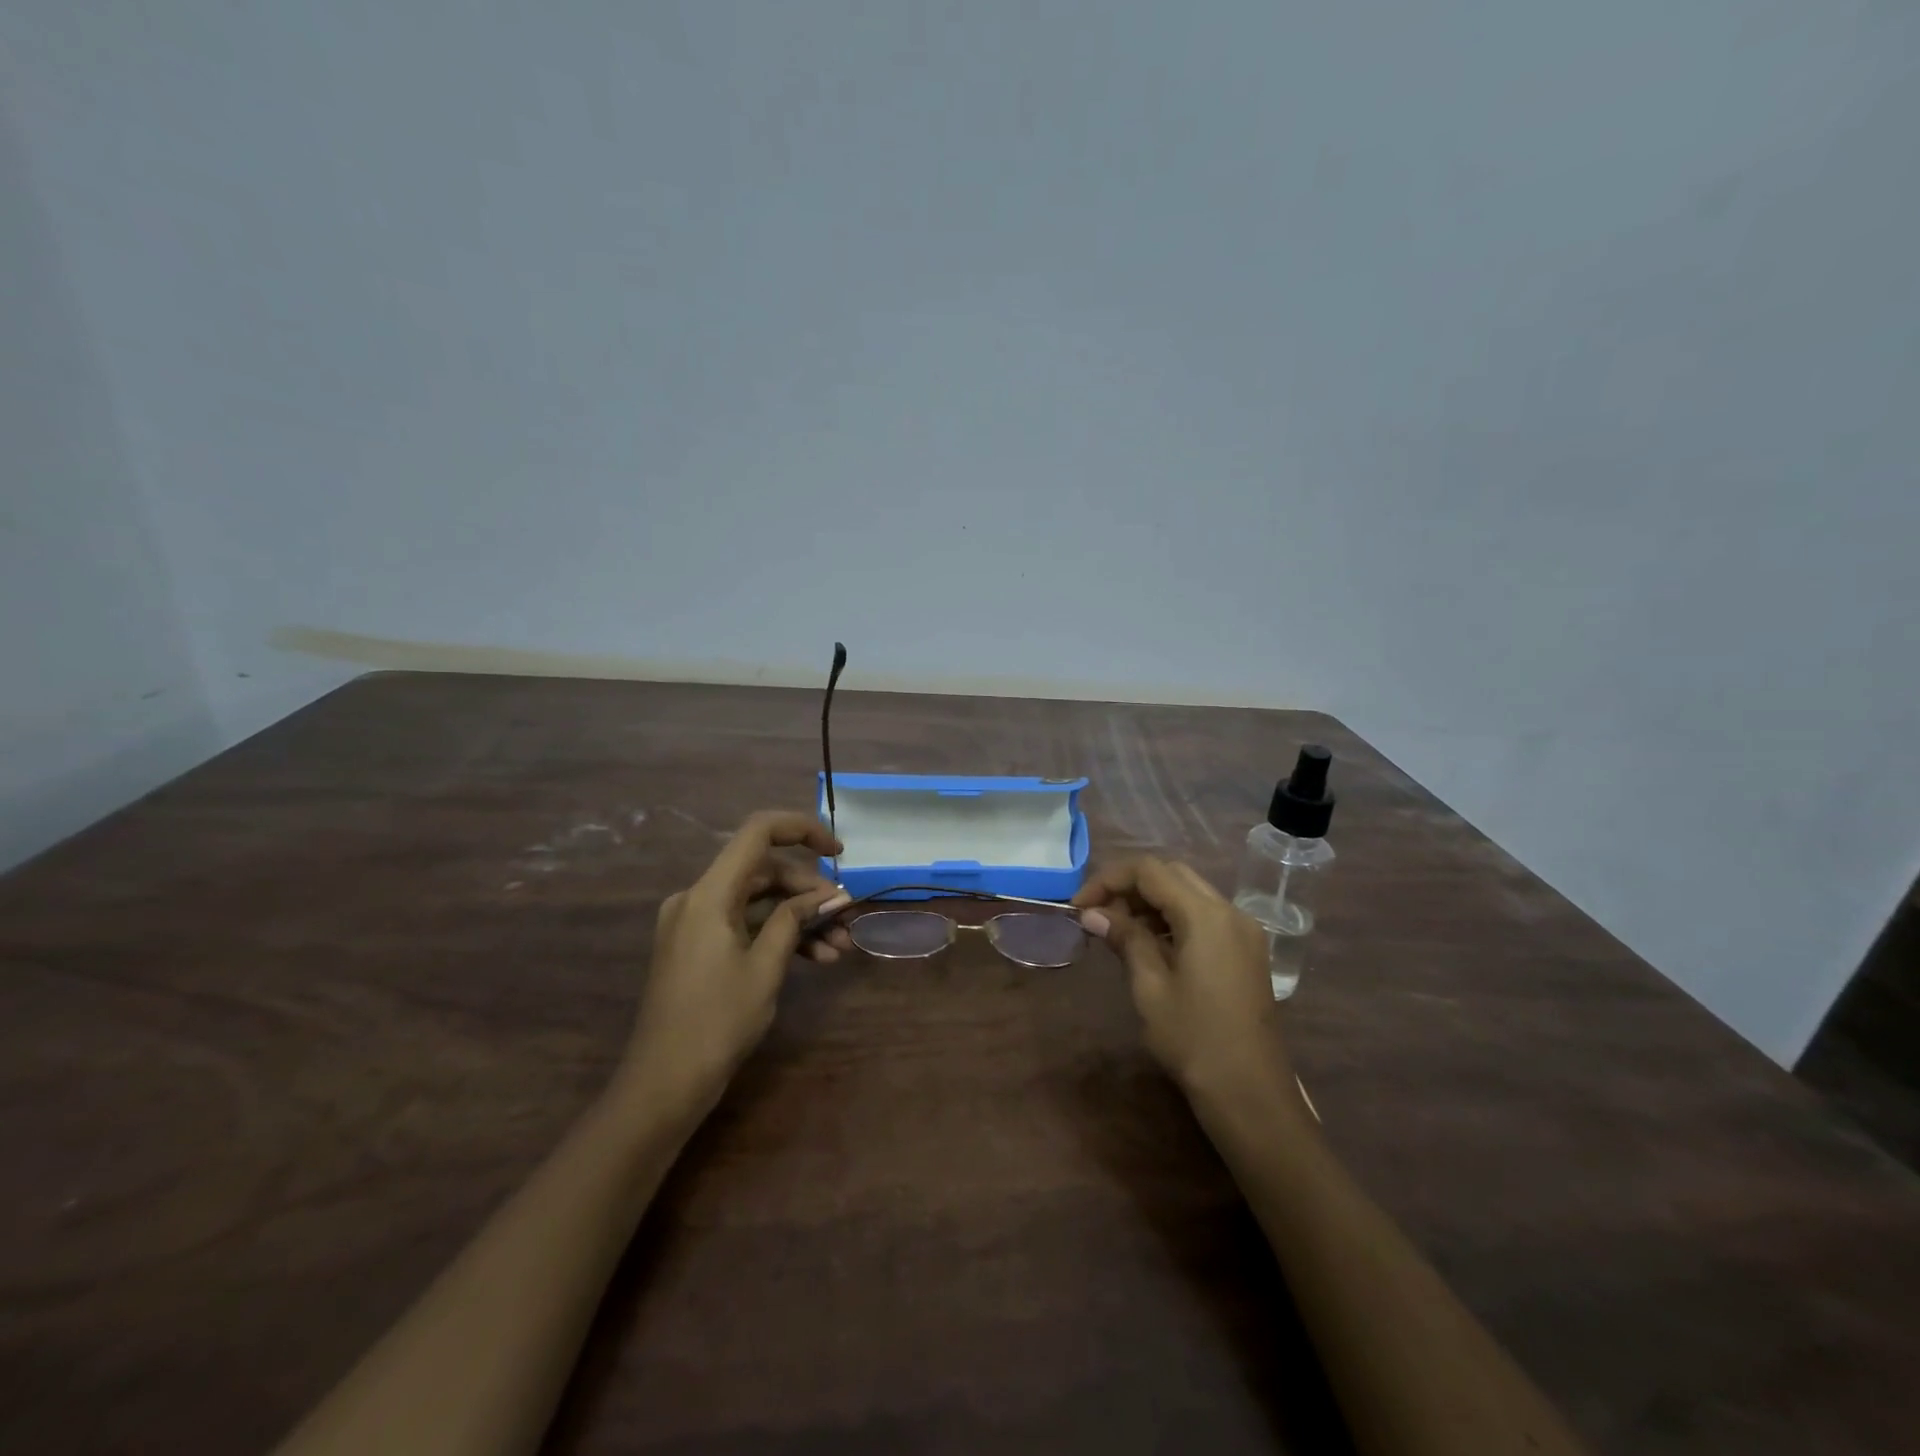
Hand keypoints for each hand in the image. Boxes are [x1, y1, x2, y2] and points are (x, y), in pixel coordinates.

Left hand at [618, 811, 851, 1116]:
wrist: (663, 1084)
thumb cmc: (717, 1022)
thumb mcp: (766, 967)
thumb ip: (796, 920)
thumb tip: (829, 896)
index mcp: (709, 893)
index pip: (758, 832)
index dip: (802, 830)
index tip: (838, 852)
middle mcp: (698, 897)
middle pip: (764, 871)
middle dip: (809, 891)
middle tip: (845, 917)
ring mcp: (695, 922)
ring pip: (759, 901)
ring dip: (800, 918)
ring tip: (839, 947)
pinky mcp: (698, 946)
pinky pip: (745, 924)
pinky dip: (778, 935)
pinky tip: (816, 960)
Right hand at [1074, 857, 1289, 1102]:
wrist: (1251, 1093)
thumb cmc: (1194, 1040)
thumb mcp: (1150, 987)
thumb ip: (1125, 939)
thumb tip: (1092, 913)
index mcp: (1206, 915)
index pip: (1150, 871)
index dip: (1109, 879)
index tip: (1079, 905)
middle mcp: (1230, 911)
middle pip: (1172, 875)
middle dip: (1130, 886)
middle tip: (1098, 915)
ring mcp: (1243, 931)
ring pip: (1189, 893)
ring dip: (1151, 901)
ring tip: (1118, 930)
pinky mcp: (1247, 951)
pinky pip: (1205, 916)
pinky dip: (1173, 918)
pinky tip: (1150, 944)